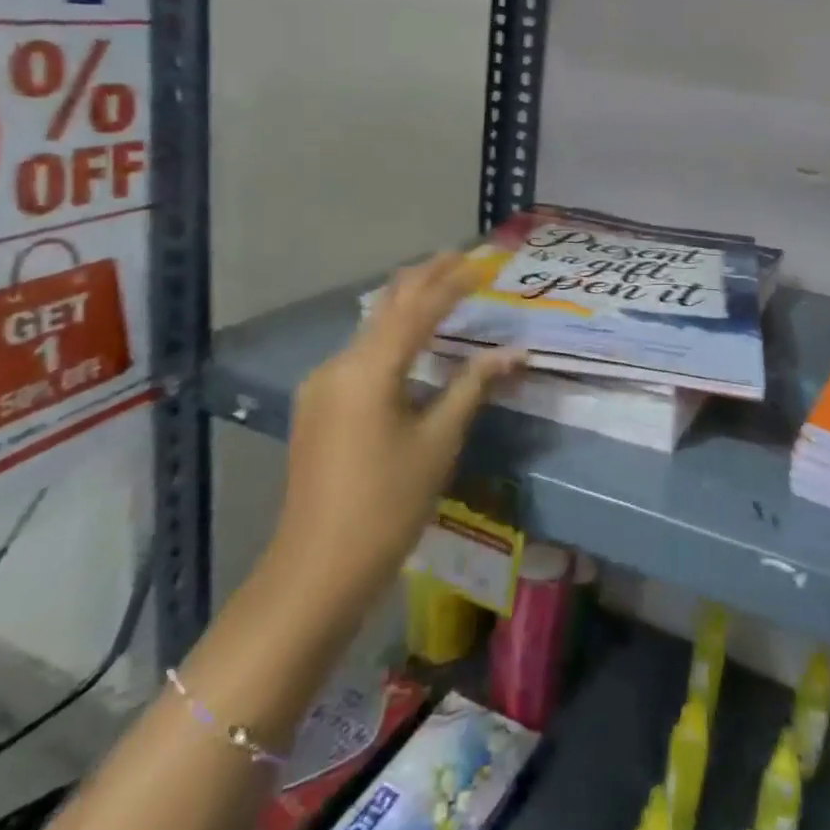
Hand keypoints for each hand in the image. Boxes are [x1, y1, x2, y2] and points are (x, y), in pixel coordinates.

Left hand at [270, 252, 523, 601]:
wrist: (315, 571)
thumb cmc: (387, 505)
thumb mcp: (438, 442)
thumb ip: (473, 387)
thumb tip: (513, 353)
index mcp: (370, 369)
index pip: (419, 309)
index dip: (453, 282)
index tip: (482, 262)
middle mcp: (339, 364)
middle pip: (389, 305)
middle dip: (425, 278)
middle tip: (461, 257)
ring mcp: (322, 384)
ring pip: (372, 328)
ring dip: (408, 305)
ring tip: (442, 289)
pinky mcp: (318, 405)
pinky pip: (361, 354)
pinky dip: (391, 336)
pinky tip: (411, 340)